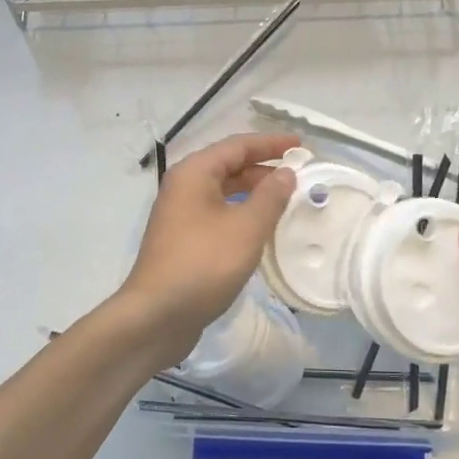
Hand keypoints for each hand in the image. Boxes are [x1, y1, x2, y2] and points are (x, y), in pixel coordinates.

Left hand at [117, 133, 299, 368]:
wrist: (157, 315)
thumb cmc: (203, 264)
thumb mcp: (246, 228)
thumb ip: (270, 197)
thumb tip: (286, 173)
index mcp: (194, 173)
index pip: (237, 145)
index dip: (270, 143)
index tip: (301, 144)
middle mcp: (183, 187)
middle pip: (228, 166)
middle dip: (263, 167)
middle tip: (299, 173)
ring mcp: (180, 215)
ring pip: (223, 192)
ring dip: (254, 192)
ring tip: (286, 198)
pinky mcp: (183, 240)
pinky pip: (218, 214)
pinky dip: (241, 213)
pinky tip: (261, 228)